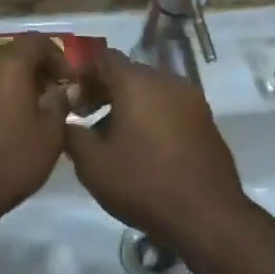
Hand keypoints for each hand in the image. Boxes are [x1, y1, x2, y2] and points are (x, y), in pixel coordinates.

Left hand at [0, 33, 72, 227]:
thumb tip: (59, 89)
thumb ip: (58, 103)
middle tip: (43, 99)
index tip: (65, 83)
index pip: (37, 42)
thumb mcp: (49, 137)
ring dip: (2, 85)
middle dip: (29, 72)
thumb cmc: (7, 163)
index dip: (57, 58)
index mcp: (5, 64)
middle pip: (8, 55)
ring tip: (14, 115)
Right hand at [62, 49, 249, 244]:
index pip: (104, 58)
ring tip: (113, 137)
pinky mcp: (206, 120)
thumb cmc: (143, 184)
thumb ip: (72, 134)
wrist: (207, 215)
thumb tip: (68, 119)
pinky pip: (171, 106)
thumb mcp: (93, 164)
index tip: (71, 100)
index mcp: (138, 83)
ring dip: (129, 104)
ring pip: (152, 90)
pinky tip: (143, 147)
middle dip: (105, 90)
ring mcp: (192, 100)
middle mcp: (168, 81)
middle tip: (86, 118)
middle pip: (130, 72)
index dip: (83, 74)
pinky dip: (152, 115)